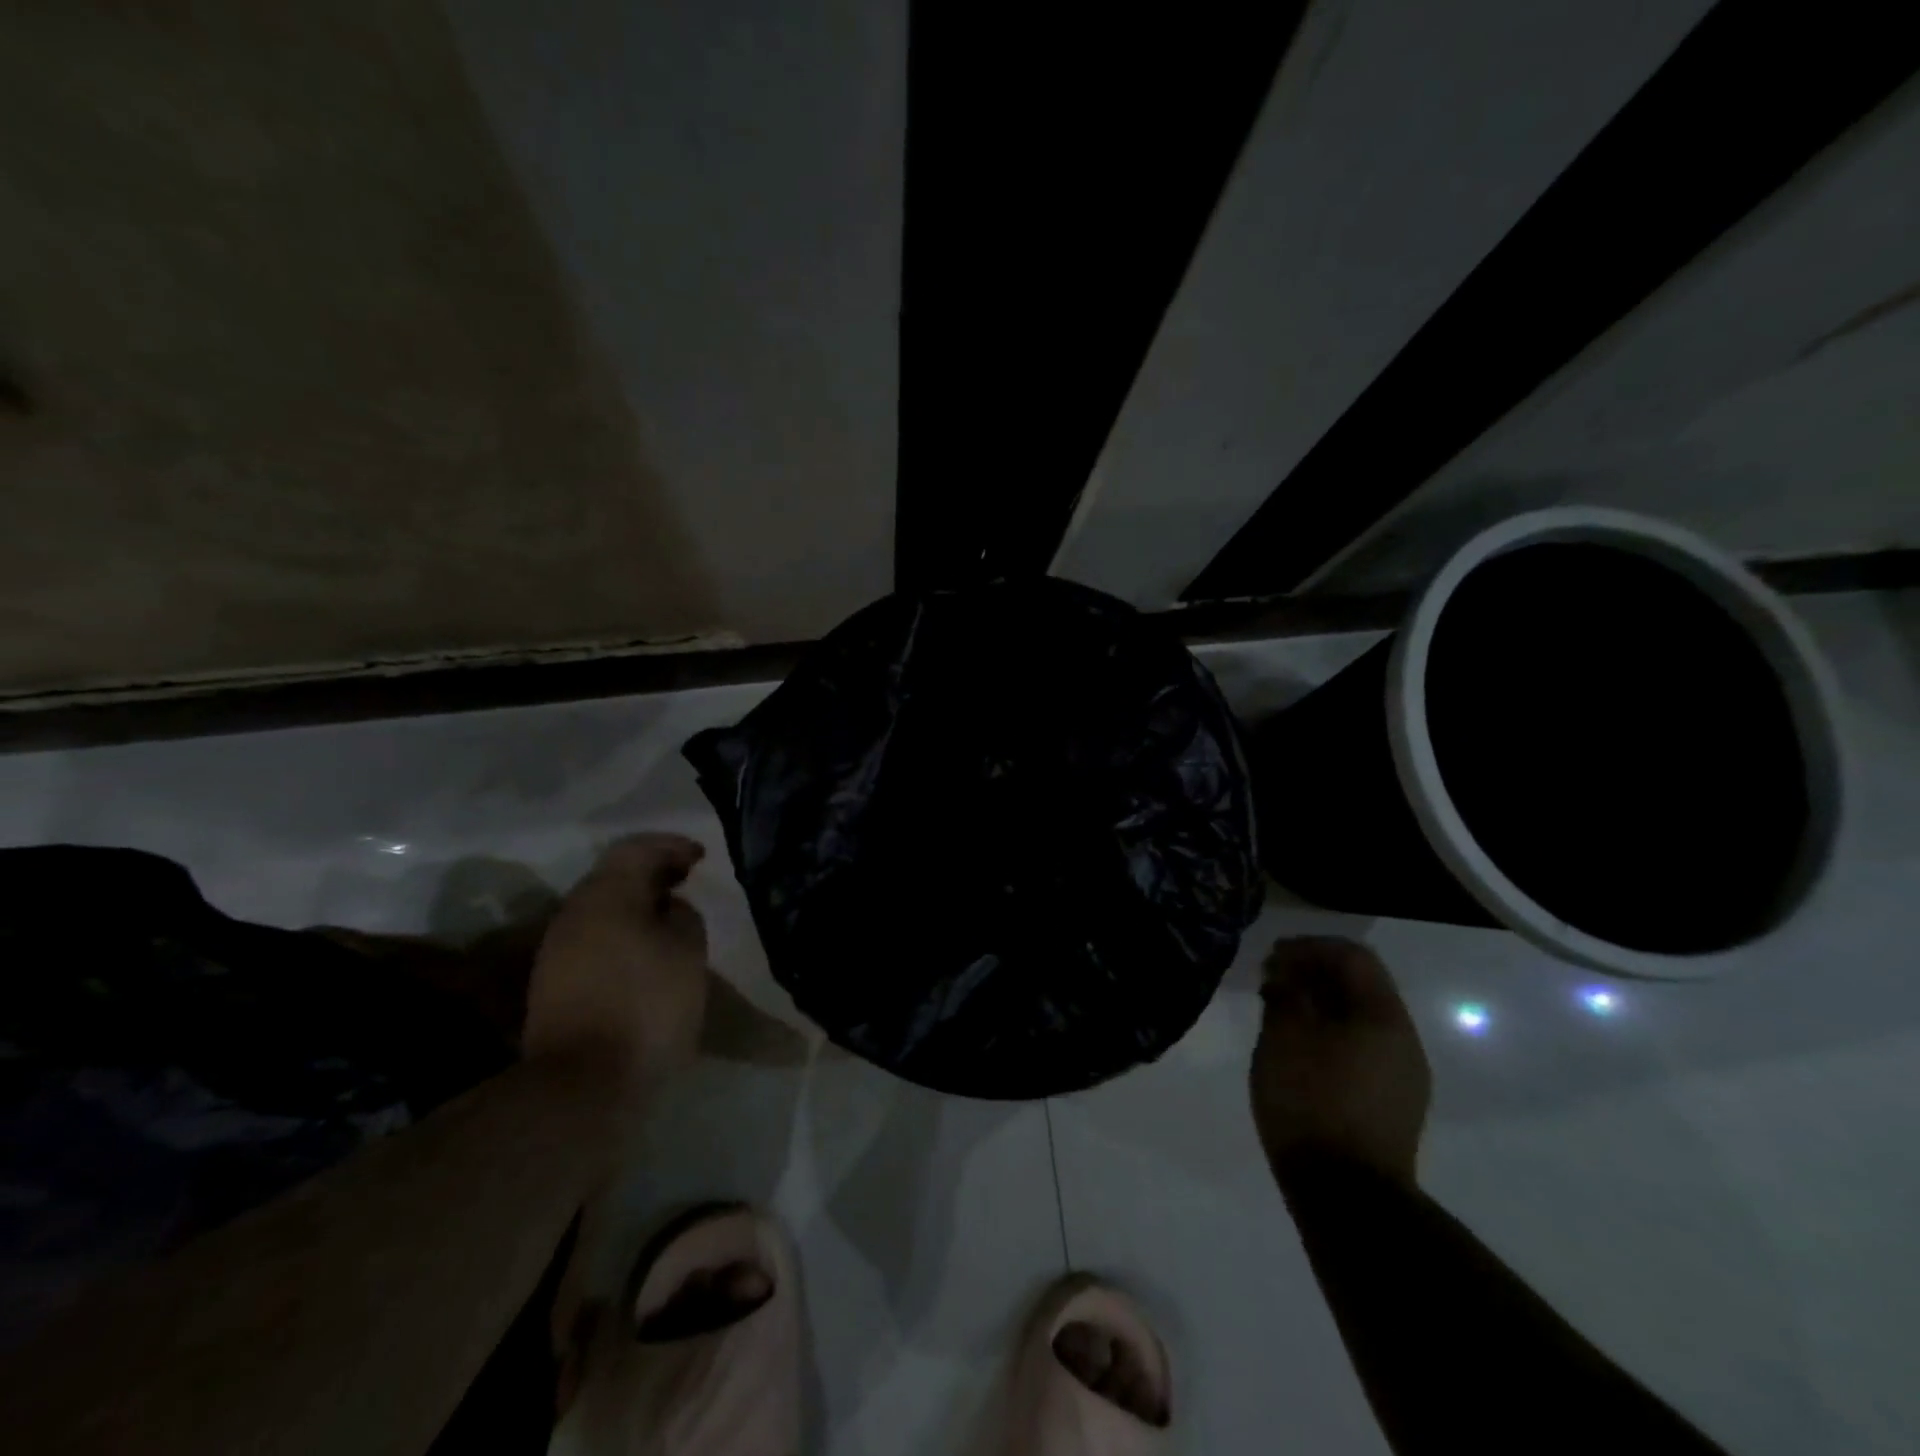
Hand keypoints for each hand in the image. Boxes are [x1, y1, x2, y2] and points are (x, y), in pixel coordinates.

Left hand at [525, 834, 709, 1086]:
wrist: (582, 1086)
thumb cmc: (646, 1005)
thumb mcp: (688, 952)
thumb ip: (684, 917)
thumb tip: (670, 907)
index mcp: (606, 896)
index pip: (637, 848)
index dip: (672, 846)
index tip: (701, 857)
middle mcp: (574, 913)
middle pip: (614, 876)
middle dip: (654, 874)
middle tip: (688, 881)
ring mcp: (557, 950)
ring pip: (603, 909)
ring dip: (638, 905)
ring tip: (673, 918)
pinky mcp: (554, 984)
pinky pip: (595, 938)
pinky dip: (624, 932)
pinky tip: (648, 952)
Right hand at [1250, 937, 1429, 1187]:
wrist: (1347, 1196)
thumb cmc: (1310, 1101)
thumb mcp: (1283, 1037)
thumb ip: (1285, 995)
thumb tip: (1286, 976)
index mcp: (1383, 1016)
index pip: (1353, 956)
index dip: (1310, 947)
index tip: (1272, 957)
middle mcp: (1403, 1039)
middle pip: (1361, 984)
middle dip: (1314, 973)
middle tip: (1271, 981)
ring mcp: (1403, 1074)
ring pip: (1361, 1018)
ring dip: (1321, 1004)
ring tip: (1280, 1013)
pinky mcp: (1393, 1103)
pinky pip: (1363, 1047)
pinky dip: (1331, 1032)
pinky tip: (1300, 1049)